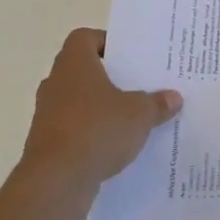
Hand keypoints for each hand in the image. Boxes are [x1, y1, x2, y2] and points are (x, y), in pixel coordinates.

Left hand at [10, 28, 181, 219]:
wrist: (55, 181)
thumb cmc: (97, 130)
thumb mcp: (139, 114)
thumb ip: (157, 103)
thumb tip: (173, 97)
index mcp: (75, 65)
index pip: (84, 38)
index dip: (106, 42)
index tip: (128, 56)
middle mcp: (56, 84)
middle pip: (82, 70)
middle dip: (108, 77)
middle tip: (137, 84)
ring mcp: (47, 115)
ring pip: (77, 101)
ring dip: (99, 108)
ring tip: (131, 117)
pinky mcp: (46, 144)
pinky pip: (73, 129)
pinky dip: (91, 134)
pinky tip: (115, 146)